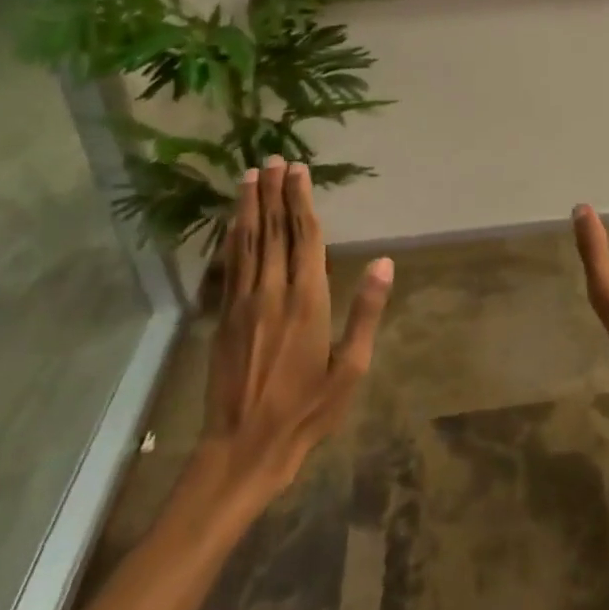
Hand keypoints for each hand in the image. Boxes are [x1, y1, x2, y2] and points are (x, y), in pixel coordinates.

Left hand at [196, 157, 391, 523]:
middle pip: (273, 232)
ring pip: (246, 243)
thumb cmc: (306, 413)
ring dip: (249, 207)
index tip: (299, 171)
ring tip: (250, 176)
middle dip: (273, 193)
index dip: (302, 202)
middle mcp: (272, 293)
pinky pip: (230, 266)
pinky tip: (233, 222)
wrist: (242, 450)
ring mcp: (242, 304)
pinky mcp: (224, 318)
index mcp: (307, 303)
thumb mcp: (350, 369)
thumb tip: (384, 263)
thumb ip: (366, 312)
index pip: (305, 239)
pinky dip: (232, 238)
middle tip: (272, 159)